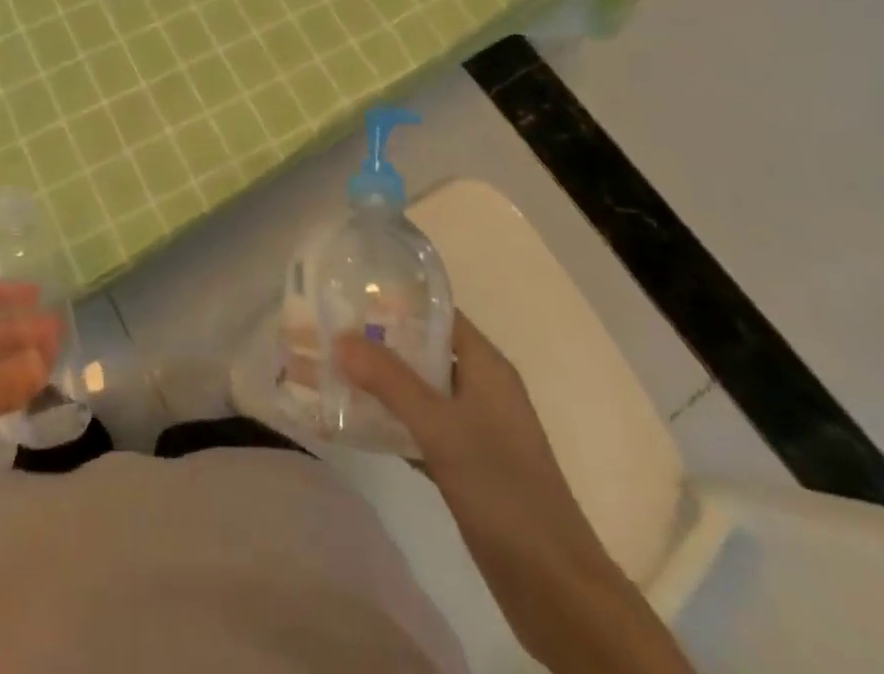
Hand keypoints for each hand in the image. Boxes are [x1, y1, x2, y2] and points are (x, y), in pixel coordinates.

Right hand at [334, 308, 600, 570]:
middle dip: (376, 342)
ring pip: (417, 390)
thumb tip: (340, 337)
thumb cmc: (504, 491)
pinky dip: (389, 421)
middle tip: (327, 332)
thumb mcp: (441, 428)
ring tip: (329, 371)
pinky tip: (352, 423)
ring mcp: (474, 428)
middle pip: (422, 350)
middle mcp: (480, 387)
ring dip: (378, 382)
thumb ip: (390, 381)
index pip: (435, 313)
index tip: (347, 295)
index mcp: (486, 366)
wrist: (557, 589)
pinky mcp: (465, 464)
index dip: (394, 300)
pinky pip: (419, 427)